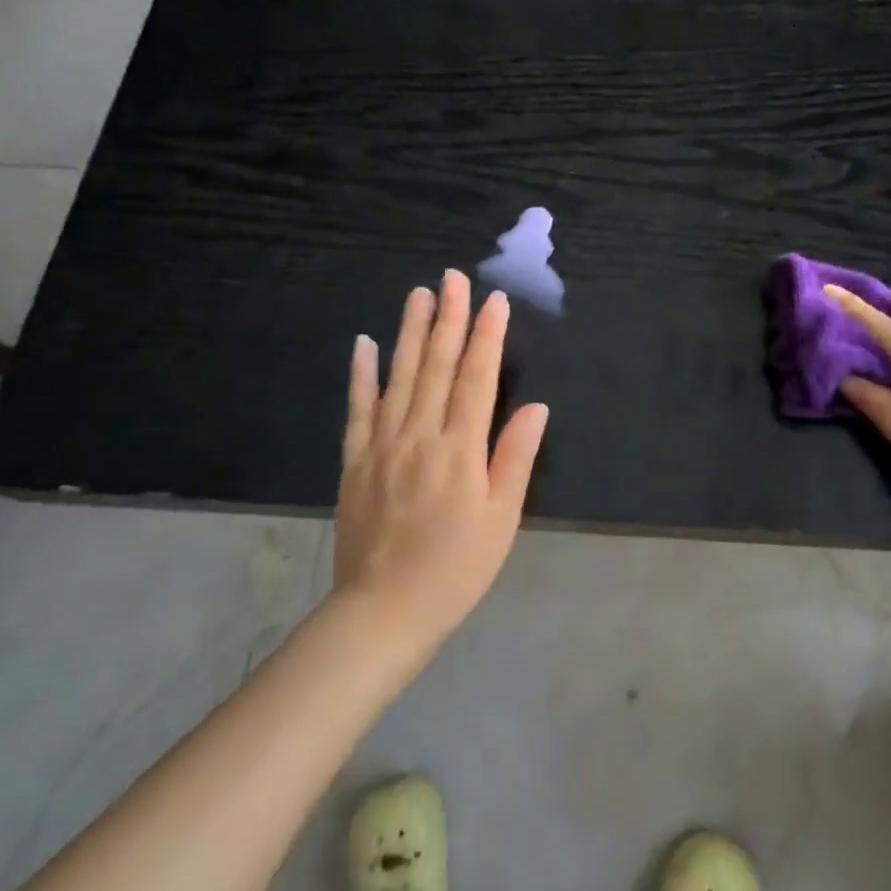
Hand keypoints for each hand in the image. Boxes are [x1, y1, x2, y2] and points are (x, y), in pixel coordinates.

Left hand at [334, 270, 549, 649]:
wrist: (383, 612)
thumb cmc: (455, 569)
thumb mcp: (500, 520)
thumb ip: (514, 459)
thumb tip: (535, 407)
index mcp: (460, 450)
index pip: (476, 379)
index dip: (486, 337)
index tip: (493, 301)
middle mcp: (420, 436)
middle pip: (436, 367)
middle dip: (448, 319)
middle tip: (452, 278)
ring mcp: (382, 445)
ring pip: (398, 377)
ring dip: (409, 332)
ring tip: (418, 294)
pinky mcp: (355, 461)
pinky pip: (358, 409)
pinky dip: (361, 374)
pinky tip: (364, 344)